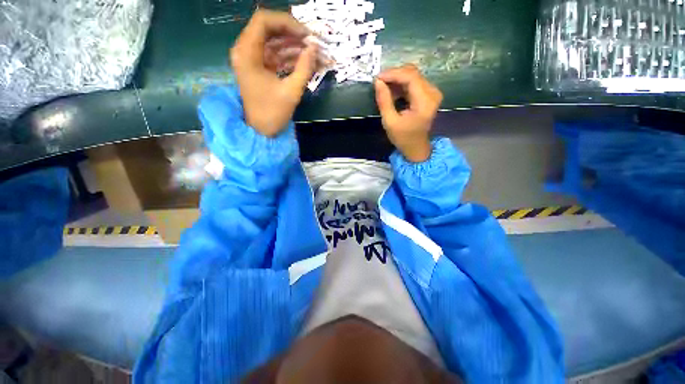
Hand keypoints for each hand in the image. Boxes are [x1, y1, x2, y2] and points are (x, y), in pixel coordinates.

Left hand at [231, 10, 317, 136]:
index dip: (287, 23)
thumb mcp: (291, 92)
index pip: (264, 21)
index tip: (307, 35)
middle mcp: (246, 51)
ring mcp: (252, 59)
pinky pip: (275, 55)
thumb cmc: (272, 114)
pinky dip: (290, 57)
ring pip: (274, 42)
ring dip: (294, 46)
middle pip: (270, 29)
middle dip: (293, 34)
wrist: (261, 131)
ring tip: (314, 53)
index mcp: (247, 53)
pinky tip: (305, 61)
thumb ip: (304, 68)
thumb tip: (314, 48)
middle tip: (313, 43)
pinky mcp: (260, 68)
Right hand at [374, 65, 442, 161]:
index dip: (393, 74)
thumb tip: (377, 82)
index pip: (411, 77)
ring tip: (383, 89)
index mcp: (425, 102)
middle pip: (412, 73)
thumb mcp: (390, 122)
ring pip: (413, 76)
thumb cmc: (403, 138)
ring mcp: (432, 92)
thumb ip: (384, 101)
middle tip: (379, 82)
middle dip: (394, 75)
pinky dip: (401, 85)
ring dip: (397, 80)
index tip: (377, 78)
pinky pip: (414, 82)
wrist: (416, 147)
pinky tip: (392, 92)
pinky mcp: (428, 94)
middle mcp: (432, 92)